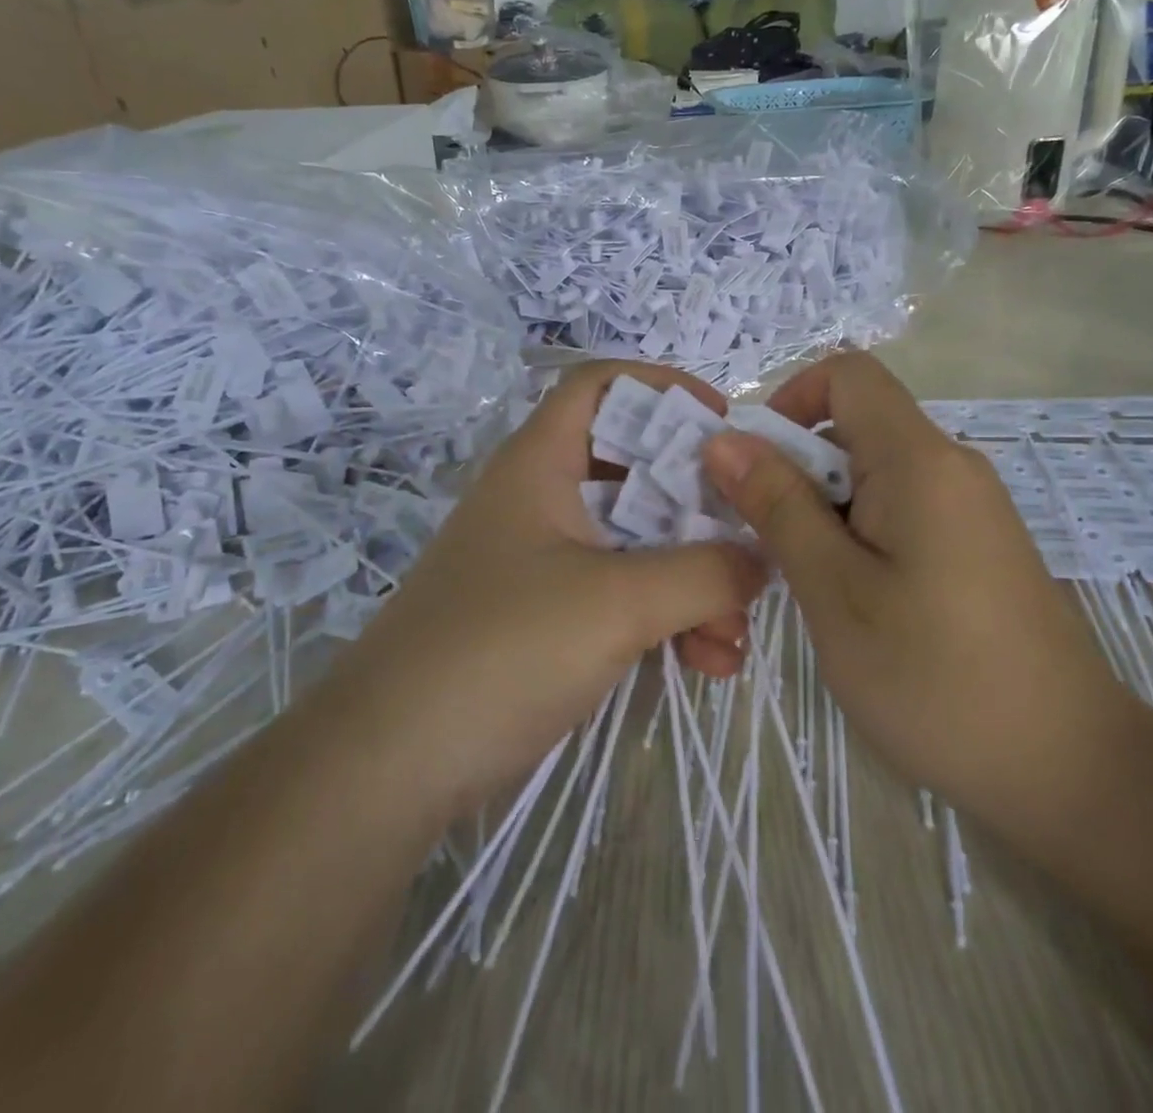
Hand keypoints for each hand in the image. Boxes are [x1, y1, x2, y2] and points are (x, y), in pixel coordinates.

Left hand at [340, 362, 766, 820]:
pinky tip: (707, 664)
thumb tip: (762, 559)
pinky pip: (624, 596)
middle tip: (751, 545)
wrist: (390, 765)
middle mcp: (543, 501)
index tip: (724, 426)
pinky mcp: (549, 618)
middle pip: (636, 471)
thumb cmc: (502, 650)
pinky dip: (668, 618)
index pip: (601, 386)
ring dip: (693, 580)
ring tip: (733, 638)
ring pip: (640, 543)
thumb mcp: (617, 603)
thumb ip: (704, 573)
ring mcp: (546, 562)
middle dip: (700, 510)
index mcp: (541, 464)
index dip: (663, 388)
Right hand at [700, 352, 1130, 822]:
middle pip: (856, 426)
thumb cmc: (936, 677)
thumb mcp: (835, 590)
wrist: (1070, 771)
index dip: (790, 401)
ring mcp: (970, 508)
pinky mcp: (978, 547)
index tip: (756, 469)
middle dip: (795, 469)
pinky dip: (858, 534)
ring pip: (874, 475)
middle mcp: (951, 467)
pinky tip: (852, 602)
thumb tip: (725, 439)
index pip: (848, 375)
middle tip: (762, 544)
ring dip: (823, 510)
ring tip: (806, 584)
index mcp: (920, 460)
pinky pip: (902, 510)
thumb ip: (778, 505)